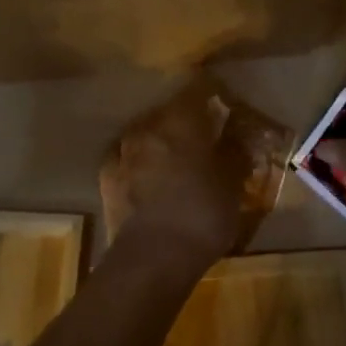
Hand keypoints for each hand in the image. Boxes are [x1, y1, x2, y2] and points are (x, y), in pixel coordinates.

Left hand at [103, 82, 250, 274]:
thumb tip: (239, 134)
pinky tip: (147, 175)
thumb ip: (235, 153)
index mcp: (182, 120)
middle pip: (169, 110)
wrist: (153, 258)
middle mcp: (149, 126)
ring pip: (145, 132)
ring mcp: (123, 150)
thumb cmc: (202, 215)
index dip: (212, 90)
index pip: (198, 88)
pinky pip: (126, 157)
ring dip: (160, 138)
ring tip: (174, 156)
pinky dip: (138, 161)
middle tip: (202, 133)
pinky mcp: (107, 176)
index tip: (223, 99)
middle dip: (185, 118)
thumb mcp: (232, 185)